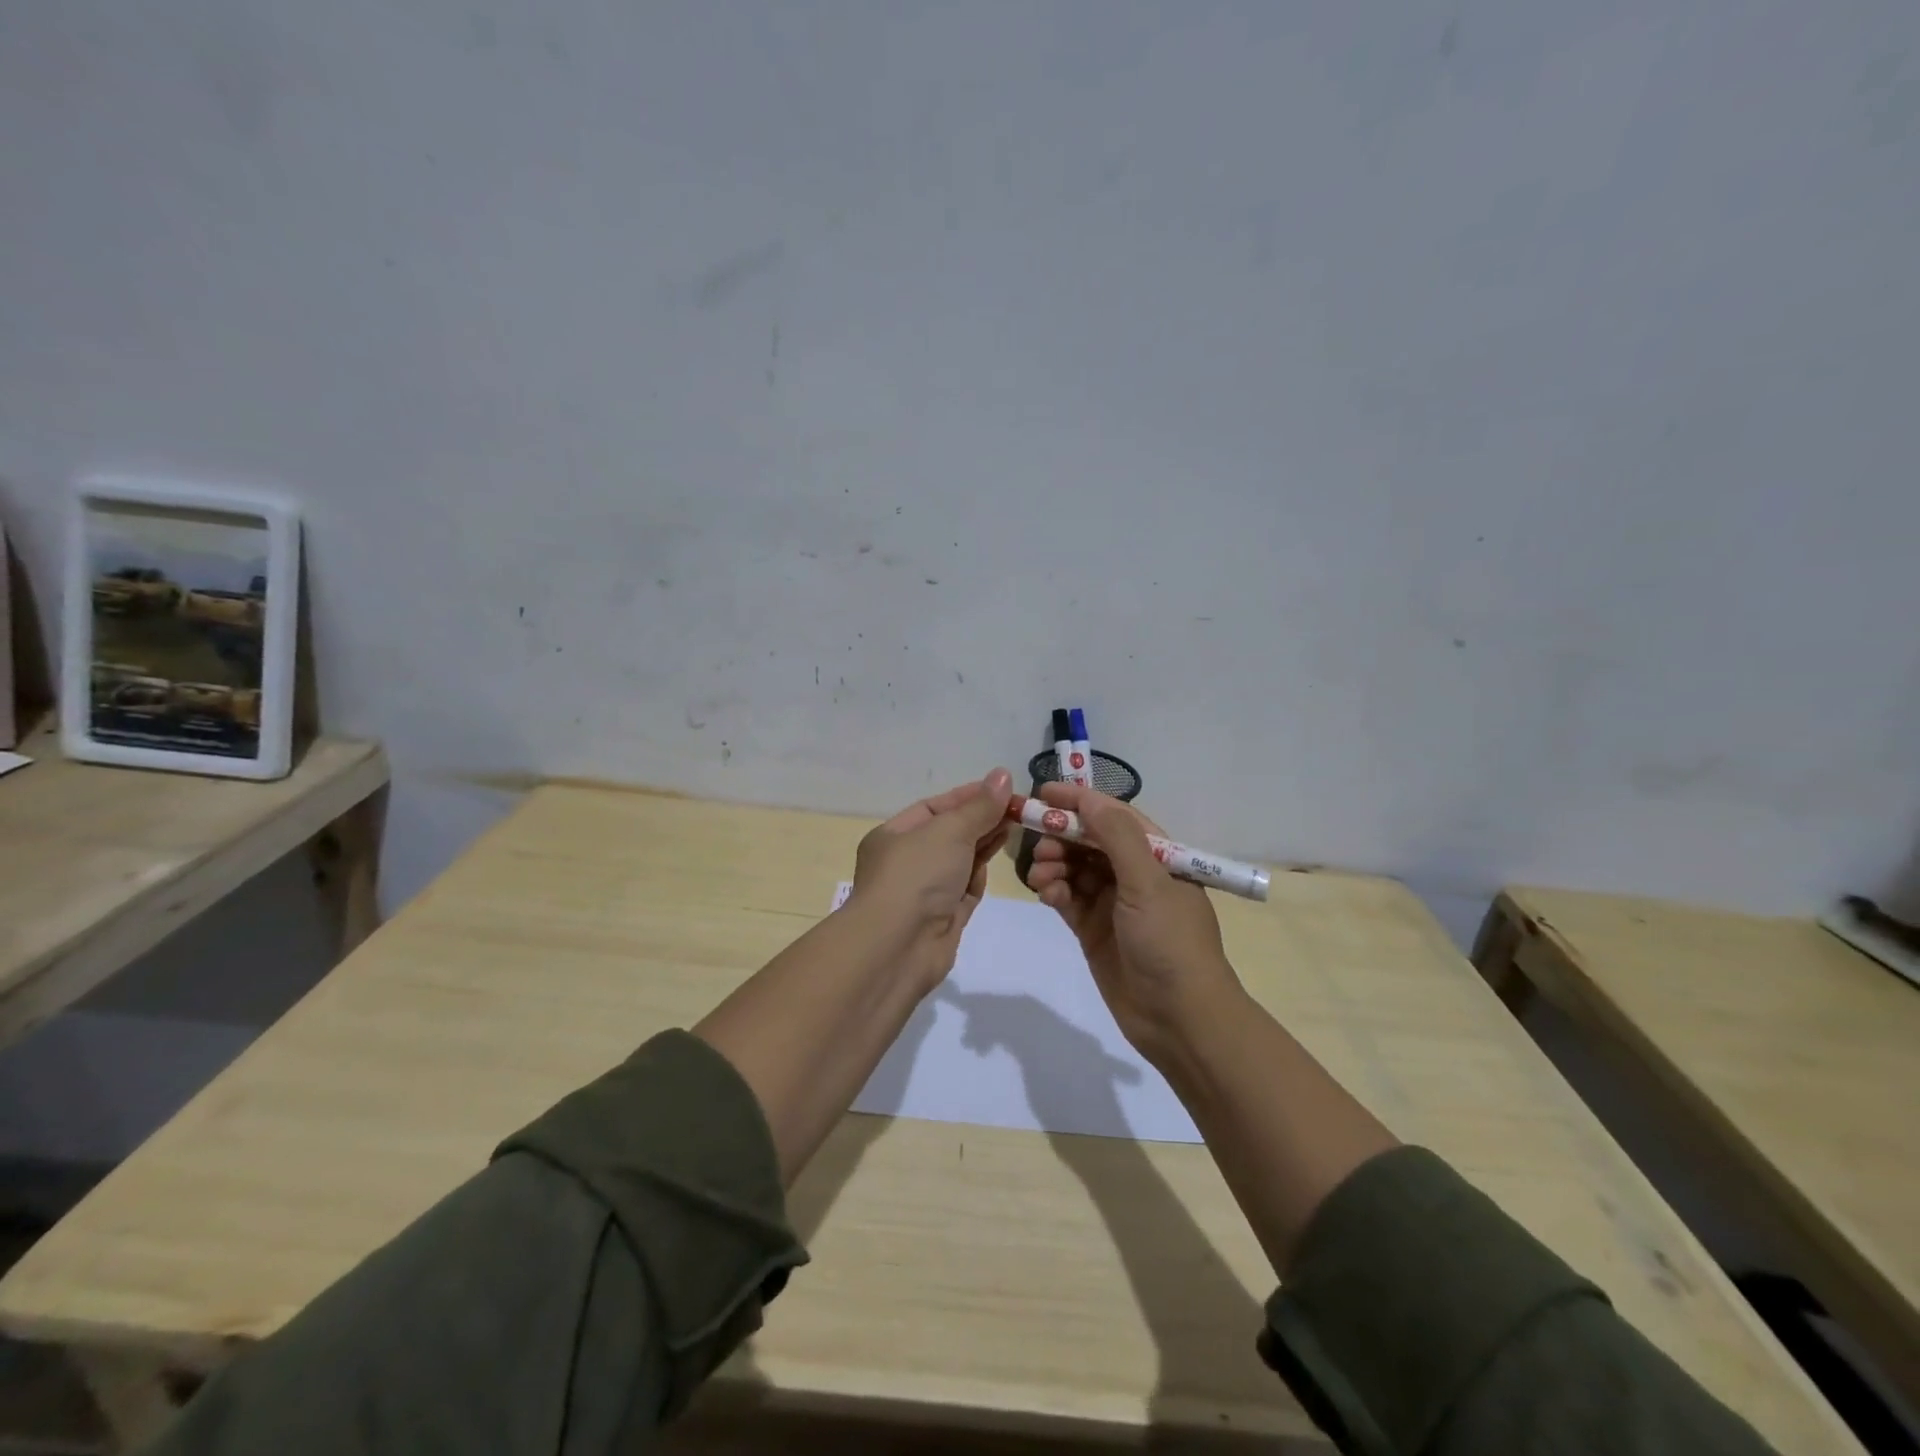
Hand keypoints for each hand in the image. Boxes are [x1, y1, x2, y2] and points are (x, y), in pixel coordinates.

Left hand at [851, 768, 1013, 990]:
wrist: (898, 947)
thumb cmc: (916, 876)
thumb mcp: (949, 831)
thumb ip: (979, 806)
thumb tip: (1003, 776)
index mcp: (893, 835)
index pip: (934, 808)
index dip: (968, 796)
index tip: (1003, 788)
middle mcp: (906, 862)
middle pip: (949, 833)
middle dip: (982, 819)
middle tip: (1019, 806)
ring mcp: (925, 892)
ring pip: (960, 860)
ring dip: (986, 842)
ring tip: (1017, 823)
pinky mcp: (944, 917)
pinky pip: (966, 887)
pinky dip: (981, 872)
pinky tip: (1000, 855)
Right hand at [1024, 782, 1241, 1060]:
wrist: (1178, 1018)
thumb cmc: (1170, 941)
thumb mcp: (1150, 883)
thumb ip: (1118, 838)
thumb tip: (1088, 799)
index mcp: (1158, 856)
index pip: (1115, 816)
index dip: (1081, 802)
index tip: (1044, 793)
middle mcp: (1135, 874)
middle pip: (1090, 841)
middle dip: (1063, 836)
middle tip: (1038, 841)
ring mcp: (1113, 903)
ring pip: (1075, 868)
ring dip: (1055, 864)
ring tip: (1041, 875)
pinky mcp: (1093, 929)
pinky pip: (1068, 898)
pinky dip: (1054, 890)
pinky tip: (1046, 894)